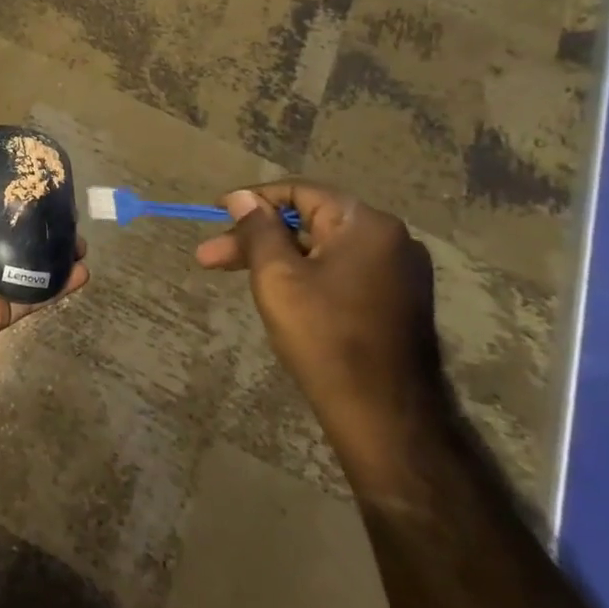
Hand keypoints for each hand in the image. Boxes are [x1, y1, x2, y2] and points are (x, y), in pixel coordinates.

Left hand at [0, 164, 88, 401]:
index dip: (4, 190)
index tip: (34, 176)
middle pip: (4, 231)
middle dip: (34, 221)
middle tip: (68, 210)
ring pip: (23, 262)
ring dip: (51, 252)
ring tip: (82, 241)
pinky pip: (30, 296)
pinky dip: (56, 286)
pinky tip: (82, 273)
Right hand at [194, 180, 447, 484]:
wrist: (384, 415)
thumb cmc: (325, 336)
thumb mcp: (277, 276)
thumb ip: (258, 230)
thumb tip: (243, 198)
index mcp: (366, 224)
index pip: (299, 192)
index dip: (253, 200)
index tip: (216, 213)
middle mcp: (390, 238)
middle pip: (310, 221)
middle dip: (257, 237)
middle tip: (210, 257)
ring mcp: (398, 271)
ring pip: (322, 248)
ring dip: (276, 257)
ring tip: (235, 276)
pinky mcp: (397, 299)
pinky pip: (341, 270)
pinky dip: (305, 274)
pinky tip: (277, 291)